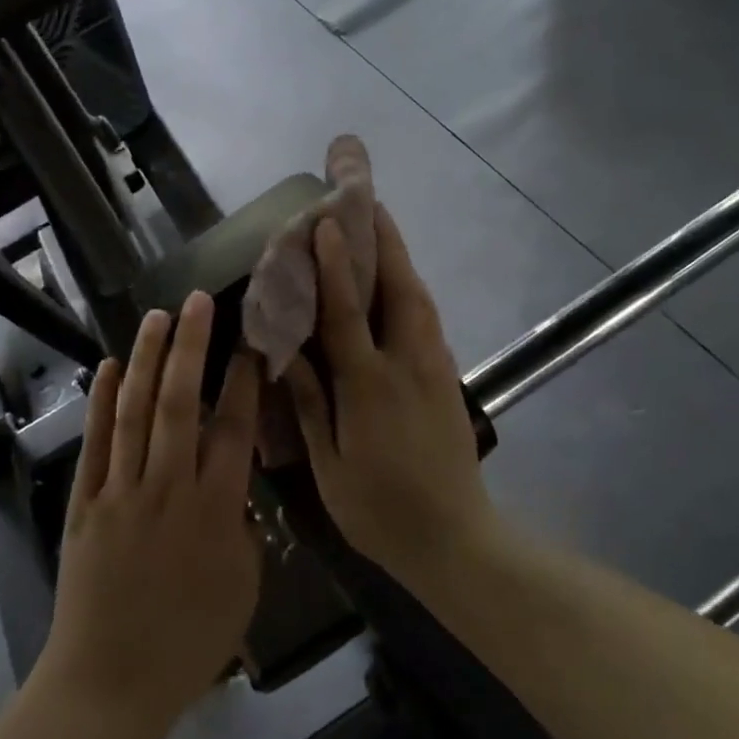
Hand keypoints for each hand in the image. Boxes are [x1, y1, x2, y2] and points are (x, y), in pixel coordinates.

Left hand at [37, 293, 262, 736]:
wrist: (110, 684)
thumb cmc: (189, 642)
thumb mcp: (244, 586)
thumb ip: (244, 525)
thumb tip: (236, 484)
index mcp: (215, 511)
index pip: (234, 429)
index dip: (243, 380)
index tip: (250, 341)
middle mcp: (168, 488)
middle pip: (181, 403)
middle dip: (192, 347)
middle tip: (198, 302)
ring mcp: (121, 493)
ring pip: (137, 412)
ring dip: (149, 360)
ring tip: (158, 316)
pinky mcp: (86, 504)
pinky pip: (96, 443)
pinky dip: (103, 402)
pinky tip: (112, 367)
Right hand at [282, 206, 496, 586]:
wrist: (455, 539)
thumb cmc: (380, 510)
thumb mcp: (330, 465)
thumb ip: (309, 403)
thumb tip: (283, 352)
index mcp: (369, 387)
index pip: (348, 313)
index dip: (334, 266)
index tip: (325, 223)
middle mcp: (406, 365)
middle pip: (398, 290)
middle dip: (384, 241)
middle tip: (368, 200)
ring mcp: (434, 369)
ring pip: (419, 300)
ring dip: (400, 259)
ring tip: (382, 228)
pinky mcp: (448, 379)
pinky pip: (428, 321)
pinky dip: (411, 291)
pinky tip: (399, 285)